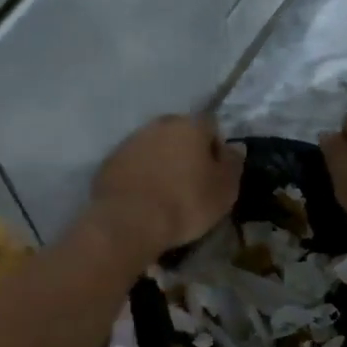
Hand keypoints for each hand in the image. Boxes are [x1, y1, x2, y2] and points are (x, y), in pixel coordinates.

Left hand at [88, 116, 243, 259]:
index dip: (216, 150)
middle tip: (192, 183)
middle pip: (181, 134)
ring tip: (166, 194)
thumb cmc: (186, 203)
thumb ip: (233, 164)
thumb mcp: (224, 190)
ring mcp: (131, 141)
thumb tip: (236, 147)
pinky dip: (141, 175)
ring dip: (162, 163)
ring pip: (155, 147)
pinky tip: (144, 199)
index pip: (211, 127)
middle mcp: (160, 124)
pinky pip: (134, 164)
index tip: (216, 176)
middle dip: (187, 153)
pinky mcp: (110, 161)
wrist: (129, 222)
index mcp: (191, 125)